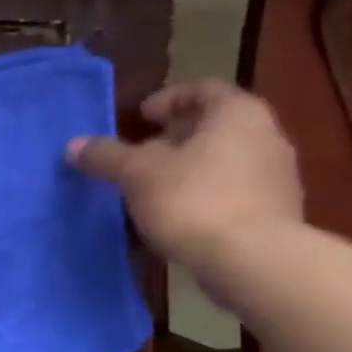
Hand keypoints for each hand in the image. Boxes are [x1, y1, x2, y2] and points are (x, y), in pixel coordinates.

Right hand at [68, 80, 303, 275]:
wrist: (253, 261)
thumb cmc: (194, 200)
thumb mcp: (137, 174)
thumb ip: (107, 156)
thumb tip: (74, 146)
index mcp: (238, 113)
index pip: (203, 90)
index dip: (168, 100)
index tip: (141, 118)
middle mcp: (266, 136)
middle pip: (215, 127)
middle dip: (175, 139)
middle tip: (141, 155)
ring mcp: (277, 177)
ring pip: (224, 162)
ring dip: (189, 171)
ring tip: (153, 191)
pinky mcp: (276, 215)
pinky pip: (234, 195)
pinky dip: (205, 198)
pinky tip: (178, 220)